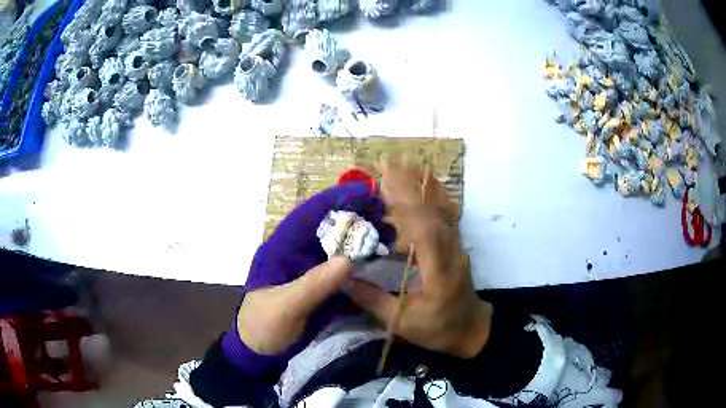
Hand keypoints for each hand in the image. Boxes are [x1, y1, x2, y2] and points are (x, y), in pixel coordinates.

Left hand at [237, 183, 393, 354]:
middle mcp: (297, 254)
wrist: (262, 354)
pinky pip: (344, 269)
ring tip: (390, 234)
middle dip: (356, 217)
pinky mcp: (321, 287)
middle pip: (328, 227)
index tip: (365, 192)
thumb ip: (312, 285)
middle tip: (387, 214)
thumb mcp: (284, 307)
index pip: (308, 215)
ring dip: (362, 238)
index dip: (335, 199)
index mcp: (280, 249)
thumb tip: (348, 260)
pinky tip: (381, 261)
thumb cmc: (263, 327)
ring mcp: (311, 271)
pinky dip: (362, 263)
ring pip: (339, 246)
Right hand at [346, 159, 492, 357]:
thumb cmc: (438, 329)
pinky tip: (423, 183)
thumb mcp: (402, 322)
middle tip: (386, 162)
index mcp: (439, 270)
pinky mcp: (454, 244)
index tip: (385, 180)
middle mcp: (450, 250)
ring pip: (441, 208)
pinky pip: (444, 214)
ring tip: (402, 164)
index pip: (425, 229)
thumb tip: (343, 279)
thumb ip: (373, 301)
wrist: (471, 329)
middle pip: (433, 210)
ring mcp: (455, 245)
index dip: (406, 203)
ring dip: (422, 184)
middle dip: (410, 185)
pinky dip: (433, 194)